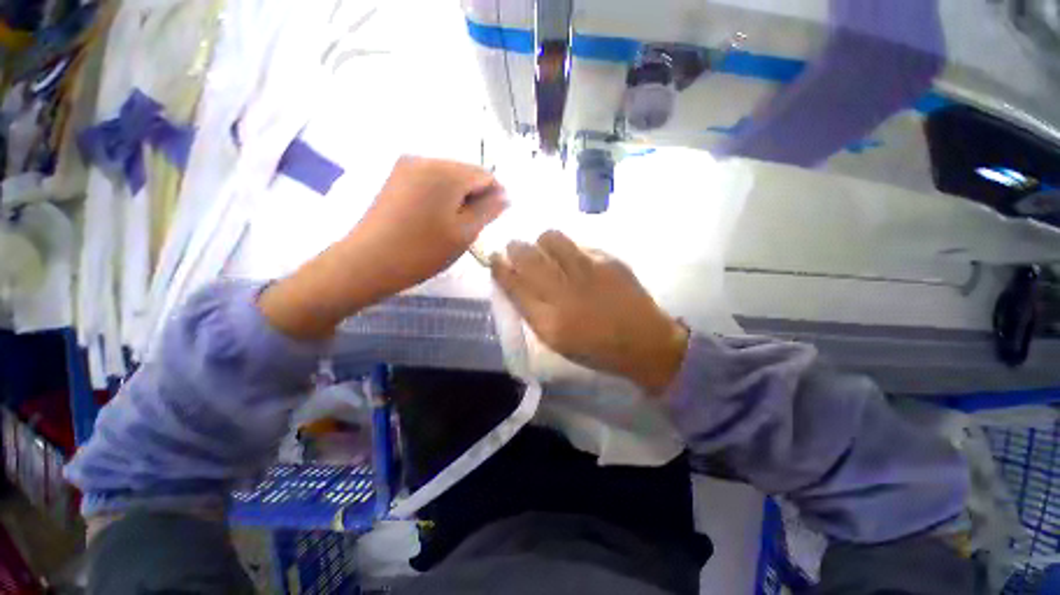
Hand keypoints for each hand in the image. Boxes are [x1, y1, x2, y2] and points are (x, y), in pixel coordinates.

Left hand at [260, 157, 505, 339]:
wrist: (367, 262)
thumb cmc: (422, 251)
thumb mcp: (464, 233)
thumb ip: (489, 210)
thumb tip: (505, 196)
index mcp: (446, 171)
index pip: (485, 174)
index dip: (495, 196)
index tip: (492, 220)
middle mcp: (425, 159)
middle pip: (465, 173)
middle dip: (475, 197)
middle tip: (470, 228)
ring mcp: (406, 166)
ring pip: (447, 178)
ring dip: (457, 198)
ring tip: (452, 227)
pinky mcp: (395, 178)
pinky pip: (429, 182)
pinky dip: (440, 197)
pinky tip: (434, 220)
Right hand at [491, 231, 688, 394]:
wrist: (644, 342)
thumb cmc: (595, 348)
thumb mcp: (555, 340)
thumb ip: (532, 311)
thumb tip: (515, 282)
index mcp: (548, 321)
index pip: (513, 284)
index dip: (500, 267)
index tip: (494, 258)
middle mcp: (564, 293)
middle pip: (527, 257)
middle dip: (515, 248)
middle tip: (515, 249)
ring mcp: (588, 272)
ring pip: (551, 239)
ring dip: (542, 242)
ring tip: (547, 251)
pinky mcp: (608, 260)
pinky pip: (578, 244)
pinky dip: (569, 249)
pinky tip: (575, 261)